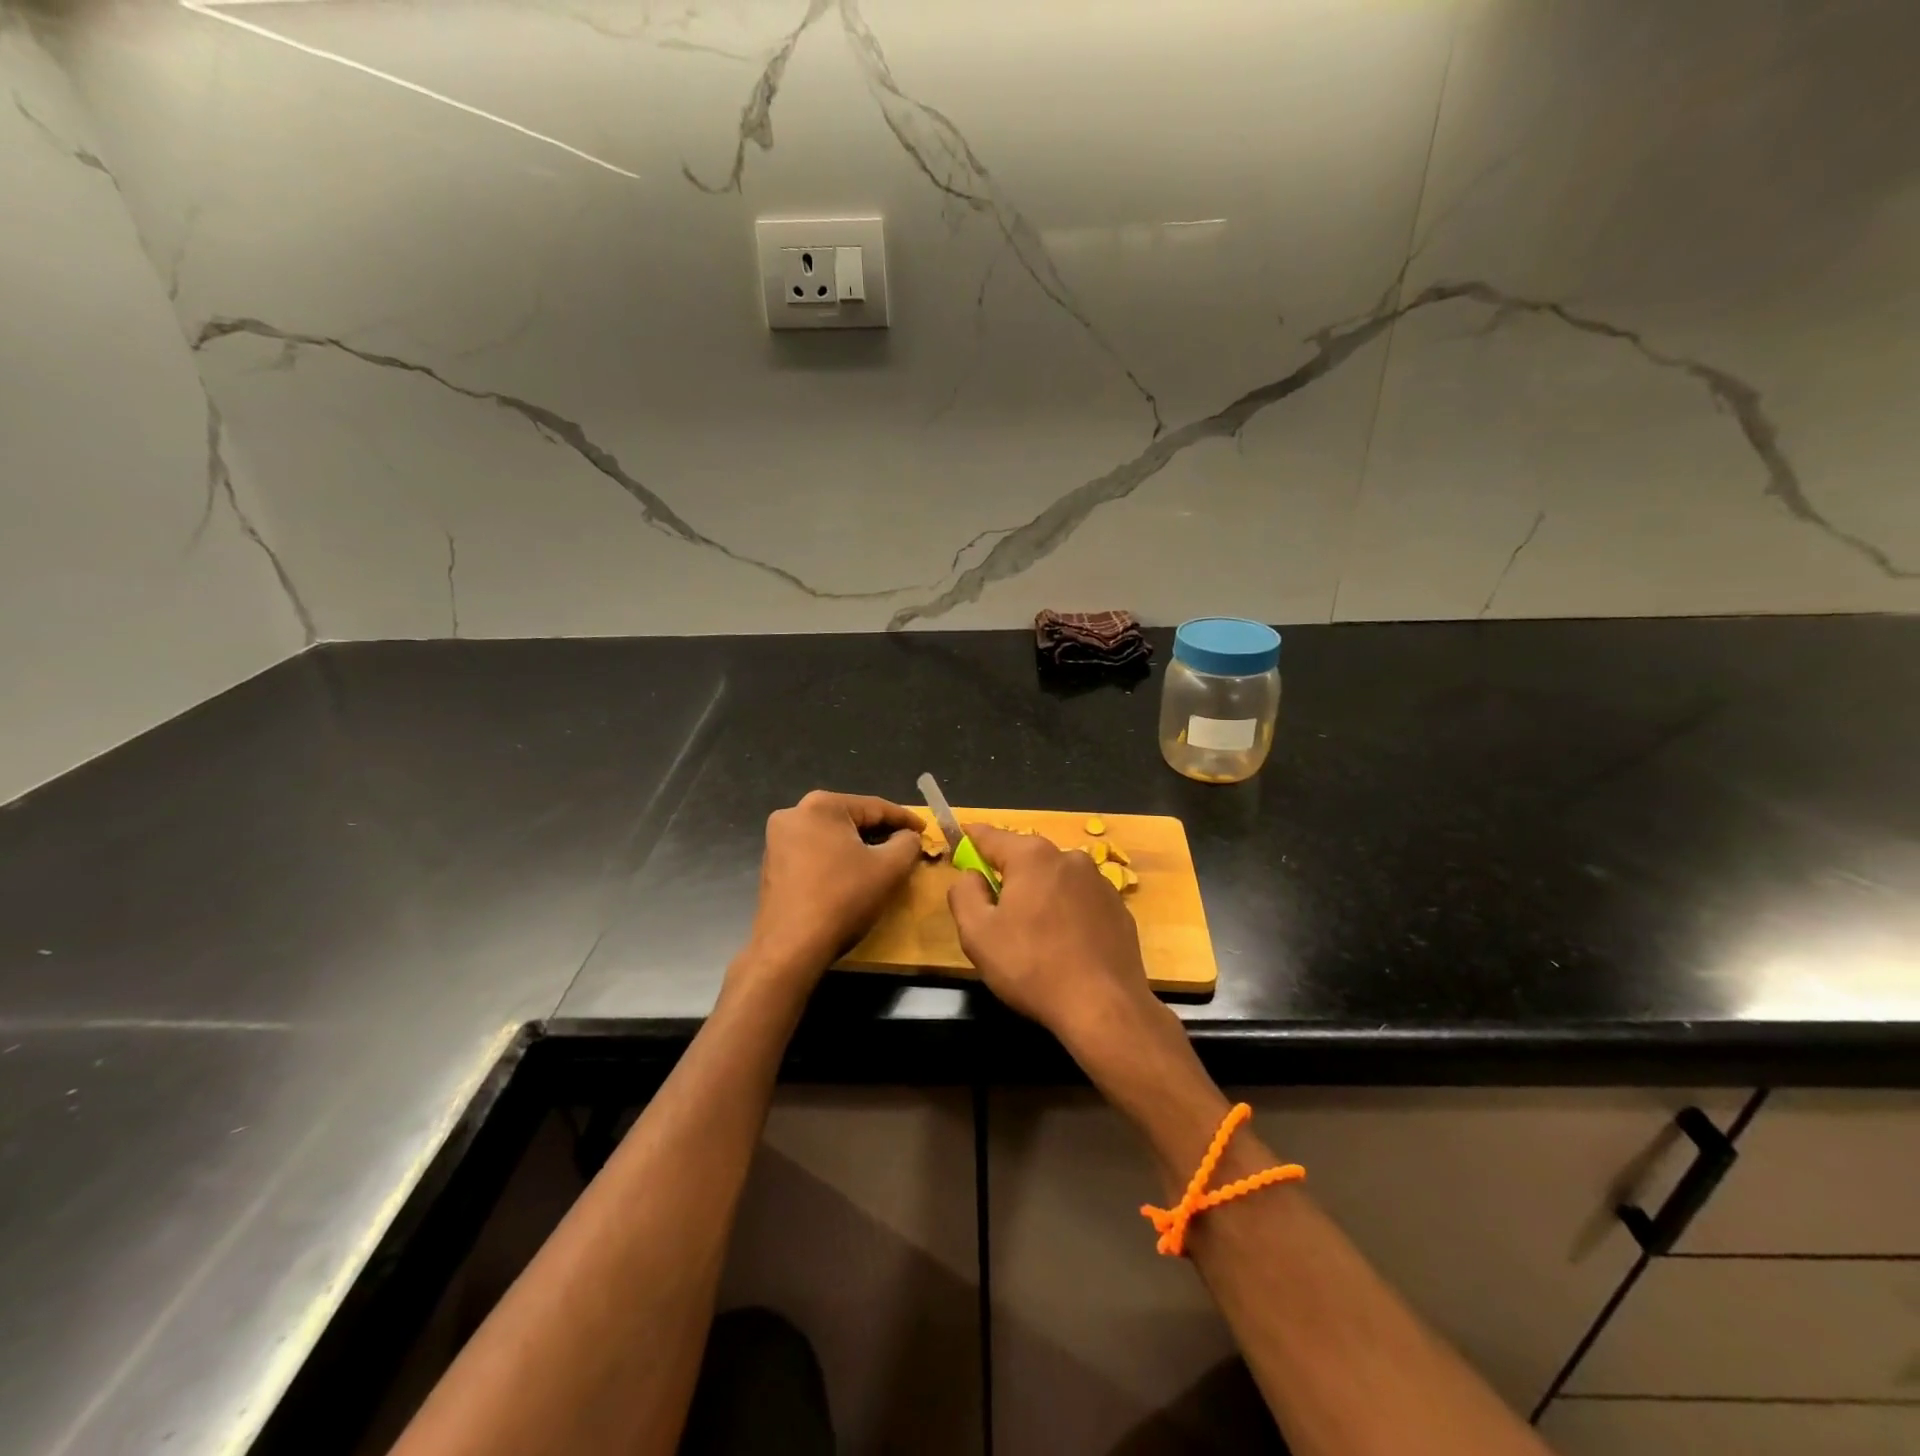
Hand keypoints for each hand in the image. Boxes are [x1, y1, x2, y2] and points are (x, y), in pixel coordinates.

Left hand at [736, 790, 923, 991]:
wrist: (791, 947)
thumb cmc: (843, 899)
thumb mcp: (889, 868)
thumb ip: (907, 843)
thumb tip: (908, 837)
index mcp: (821, 805)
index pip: (875, 807)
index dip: (905, 819)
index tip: (925, 830)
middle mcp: (794, 813)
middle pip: (850, 819)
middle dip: (880, 833)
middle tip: (906, 846)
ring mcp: (778, 840)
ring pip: (831, 836)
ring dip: (857, 847)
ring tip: (882, 861)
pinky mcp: (772, 864)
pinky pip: (814, 852)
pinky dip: (836, 859)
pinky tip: (851, 876)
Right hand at [947, 825, 1173, 1071]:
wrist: (1104, 1007)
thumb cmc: (1031, 966)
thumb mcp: (977, 933)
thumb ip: (964, 894)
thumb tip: (971, 875)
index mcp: (1032, 857)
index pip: (991, 836)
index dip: (971, 839)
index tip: (960, 840)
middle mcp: (1069, 858)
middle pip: (1026, 858)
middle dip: (1008, 876)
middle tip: (995, 911)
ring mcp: (1100, 882)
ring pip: (1055, 880)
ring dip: (1040, 895)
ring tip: (1033, 936)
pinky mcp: (1119, 908)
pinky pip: (1080, 901)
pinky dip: (1067, 913)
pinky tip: (1064, 946)